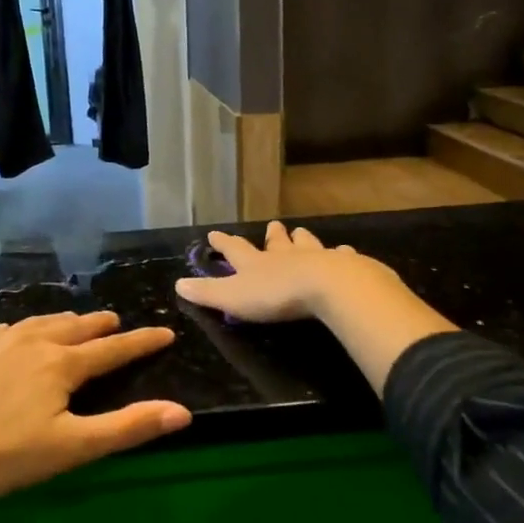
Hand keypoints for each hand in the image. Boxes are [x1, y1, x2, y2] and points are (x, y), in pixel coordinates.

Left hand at [0, 311, 190, 501]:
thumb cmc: (0, 453)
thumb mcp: (71, 448)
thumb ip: (127, 428)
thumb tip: (182, 412)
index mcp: (60, 364)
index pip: (113, 349)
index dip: (142, 342)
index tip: (165, 332)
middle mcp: (30, 343)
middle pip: (74, 328)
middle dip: (100, 325)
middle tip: (115, 322)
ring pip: (37, 324)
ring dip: (62, 323)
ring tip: (72, 323)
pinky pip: (3, 332)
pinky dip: (23, 330)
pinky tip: (13, 337)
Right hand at [176, 221, 401, 323]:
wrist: (328, 287)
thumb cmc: (276, 294)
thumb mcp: (233, 297)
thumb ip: (207, 292)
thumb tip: (178, 283)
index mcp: (256, 263)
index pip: (235, 249)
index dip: (224, 242)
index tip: (214, 233)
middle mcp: (285, 255)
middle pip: (276, 242)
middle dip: (272, 235)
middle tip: (273, 225)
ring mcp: (315, 257)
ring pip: (306, 243)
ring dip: (302, 239)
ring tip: (301, 232)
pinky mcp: (343, 265)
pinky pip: (341, 256)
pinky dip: (341, 254)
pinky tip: (345, 251)